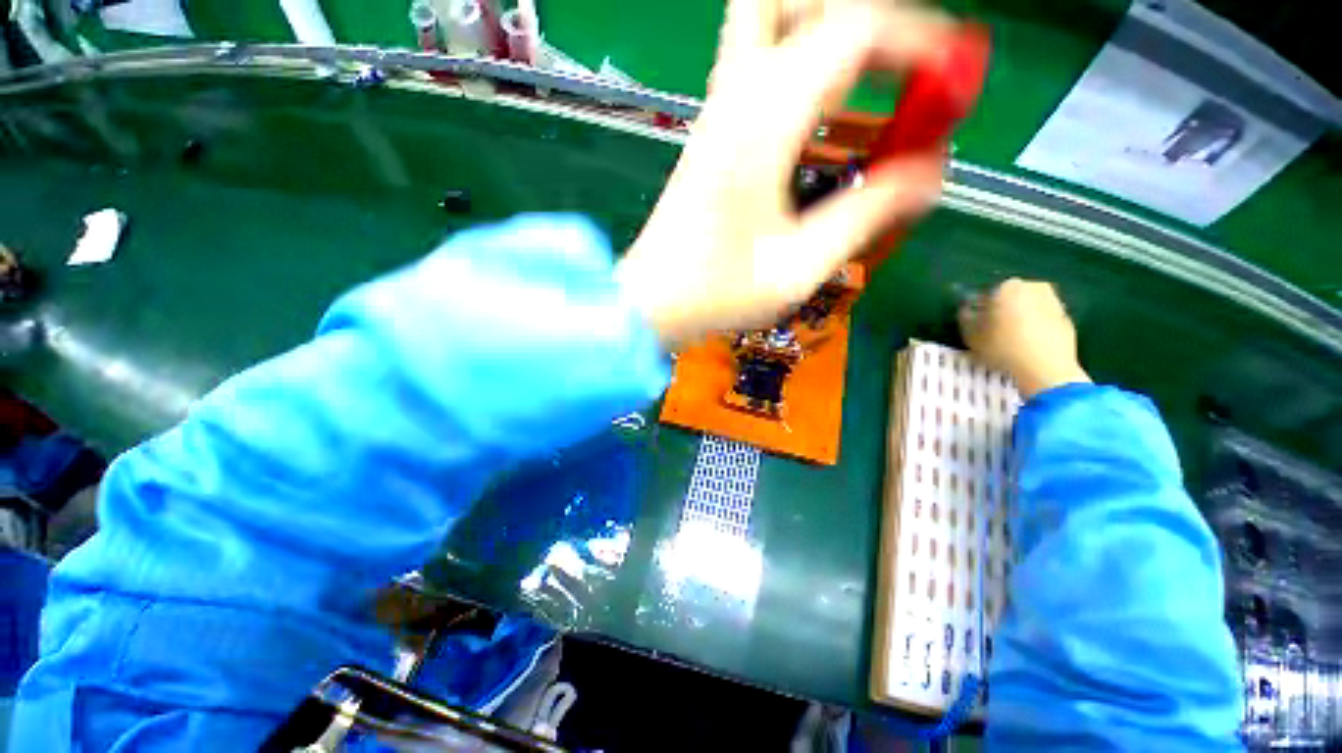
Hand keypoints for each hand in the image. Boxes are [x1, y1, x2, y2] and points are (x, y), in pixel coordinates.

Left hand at [616, 0, 955, 345]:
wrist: (651, 301)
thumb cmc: (718, 292)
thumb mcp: (800, 265)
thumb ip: (867, 213)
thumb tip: (929, 173)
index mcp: (764, 122)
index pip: (852, 27)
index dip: (916, 39)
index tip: (951, 76)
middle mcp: (737, 98)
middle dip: (861, 19)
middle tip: (899, 69)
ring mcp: (717, 113)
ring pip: (768, 22)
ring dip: (829, 37)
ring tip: (872, 90)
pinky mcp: (711, 134)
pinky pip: (758, 67)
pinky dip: (803, 68)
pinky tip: (823, 119)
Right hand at [958, 278, 1091, 399]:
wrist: (1047, 367)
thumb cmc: (1003, 347)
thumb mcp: (971, 336)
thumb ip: (965, 318)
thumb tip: (966, 310)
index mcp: (1008, 287)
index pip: (987, 294)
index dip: (979, 309)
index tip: (975, 323)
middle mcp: (1034, 287)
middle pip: (1011, 297)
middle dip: (1001, 310)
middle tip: (992, 330)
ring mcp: (1054, 301)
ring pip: (1029, 307)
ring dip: (1019, 318)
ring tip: (1009, 339)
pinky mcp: (1067, 318)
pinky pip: (1043, 319)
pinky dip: (1035, 327)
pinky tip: (1027, 345)